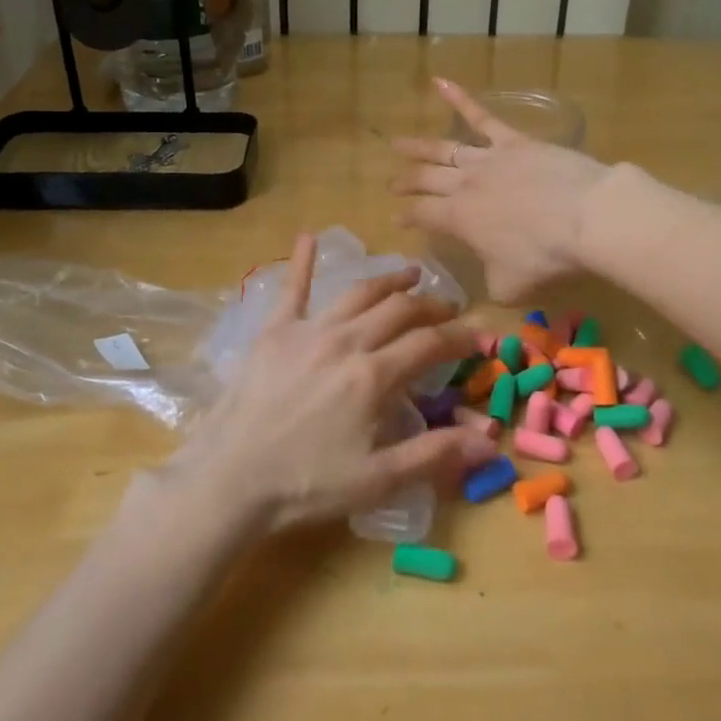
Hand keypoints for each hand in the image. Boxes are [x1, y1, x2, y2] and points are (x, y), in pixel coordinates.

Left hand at [166, 234, 496, 533]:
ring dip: (389, 280)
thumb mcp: (378, 480)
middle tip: (448, 307)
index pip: (429, 344)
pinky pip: (293, 289)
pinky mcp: (275, 331)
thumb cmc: (307, 484)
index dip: (459, 338)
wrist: (231, 478)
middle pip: (399, 310)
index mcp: (373, 376)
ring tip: (410, 273)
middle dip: (430, 306)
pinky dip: (301, 261)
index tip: (478, 336)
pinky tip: (307, 236)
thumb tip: (489, 440)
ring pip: (358, 293)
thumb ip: (434, 454)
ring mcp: (308, 330)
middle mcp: (346, 341)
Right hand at [390, 78, 610, 302]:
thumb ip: (490, 282)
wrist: (586, 217)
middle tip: (391, 184)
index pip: (422, 216)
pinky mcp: (513, 141)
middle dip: (406, 182)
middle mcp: (465, 185)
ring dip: (418, 147)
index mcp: (459, 220)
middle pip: (426, 181)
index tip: (396, 219)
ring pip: (443, 149)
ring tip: (397, 143)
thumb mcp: (510, 286)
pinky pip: (481, 116)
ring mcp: (488, 159)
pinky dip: (459, 98)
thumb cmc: (546, 257)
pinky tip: (439, 82)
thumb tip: (486, 275)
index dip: (406, 218)